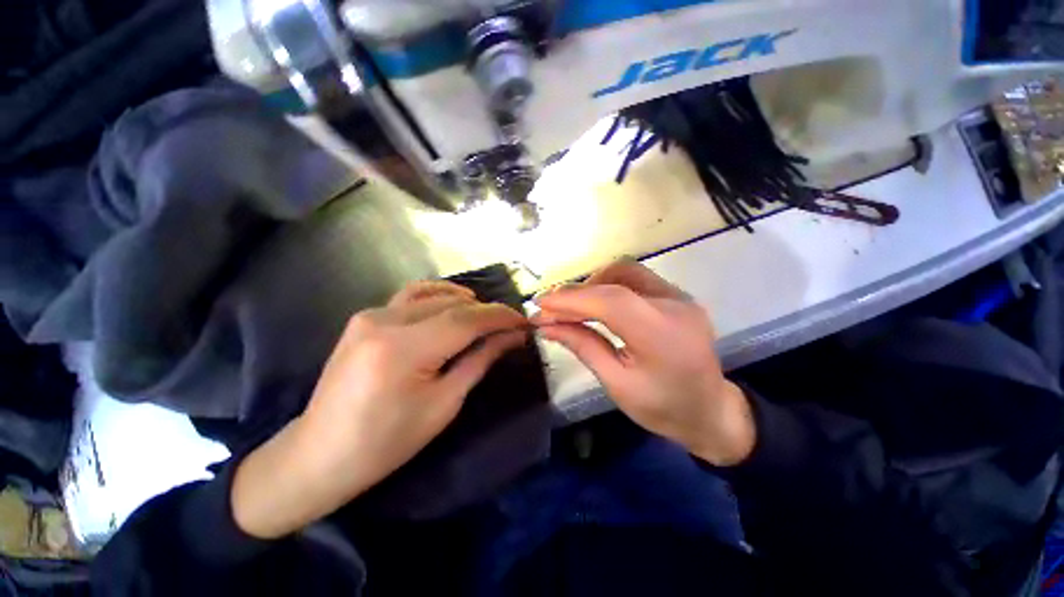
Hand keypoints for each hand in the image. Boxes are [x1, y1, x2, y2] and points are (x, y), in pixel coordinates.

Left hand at [232, 281, 526, 537]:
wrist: (320, 454)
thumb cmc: (387, 442)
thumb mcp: (444, 404)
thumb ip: (481, 361)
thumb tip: (513, 336)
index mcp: (402, 350)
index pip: (466, 320)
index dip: (500, 317)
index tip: (524, 322)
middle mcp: (384, 321)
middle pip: (453, 305)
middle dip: (488, 312)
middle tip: (511, 326)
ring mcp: (370, 314)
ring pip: (434, 294)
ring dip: (467, 303)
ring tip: (486, 319)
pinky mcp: (366, 317)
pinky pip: (412, 296)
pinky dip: (440, 296)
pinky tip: (454, 306)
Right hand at [533, 260, 754, 466]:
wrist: (710, 410)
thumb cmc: (663, 408)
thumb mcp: (617, 384)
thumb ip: (583, 347)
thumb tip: (547, 326)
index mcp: (662, 336)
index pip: (611, 302)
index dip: (571, 299)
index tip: (540, 304)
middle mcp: (675, 306)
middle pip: (615, 281)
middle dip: (576, 293)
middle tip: (550, 309)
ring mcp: (680, 296)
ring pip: (625, 271)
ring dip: (592, 284)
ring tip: (572, 306)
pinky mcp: (677, 295)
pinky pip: (636, 278)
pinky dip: (609, 284)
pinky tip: (596, 302)